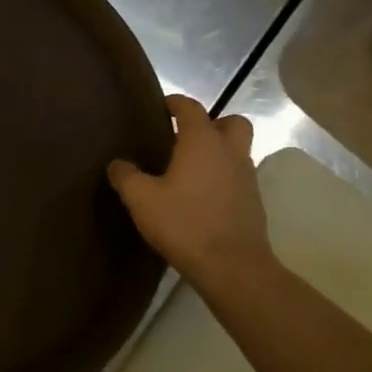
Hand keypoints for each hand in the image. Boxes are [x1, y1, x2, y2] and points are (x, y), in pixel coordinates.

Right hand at [107, 95, 274, 284]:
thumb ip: (126, 176)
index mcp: (202, 142)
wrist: (232, 268)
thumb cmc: (184, 223)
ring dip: (218, 152)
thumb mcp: (141, 198)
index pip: (191, 108)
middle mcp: (230, 153)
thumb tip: (117, 163)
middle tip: (185, 137)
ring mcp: (247, 178)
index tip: (160, 107)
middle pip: (232, 122)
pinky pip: (238, 177)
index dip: (175, 103)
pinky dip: (222, 177)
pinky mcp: (254, 203)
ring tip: (189, 169)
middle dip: (212, 123)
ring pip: (237, 151)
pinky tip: (200, 196)